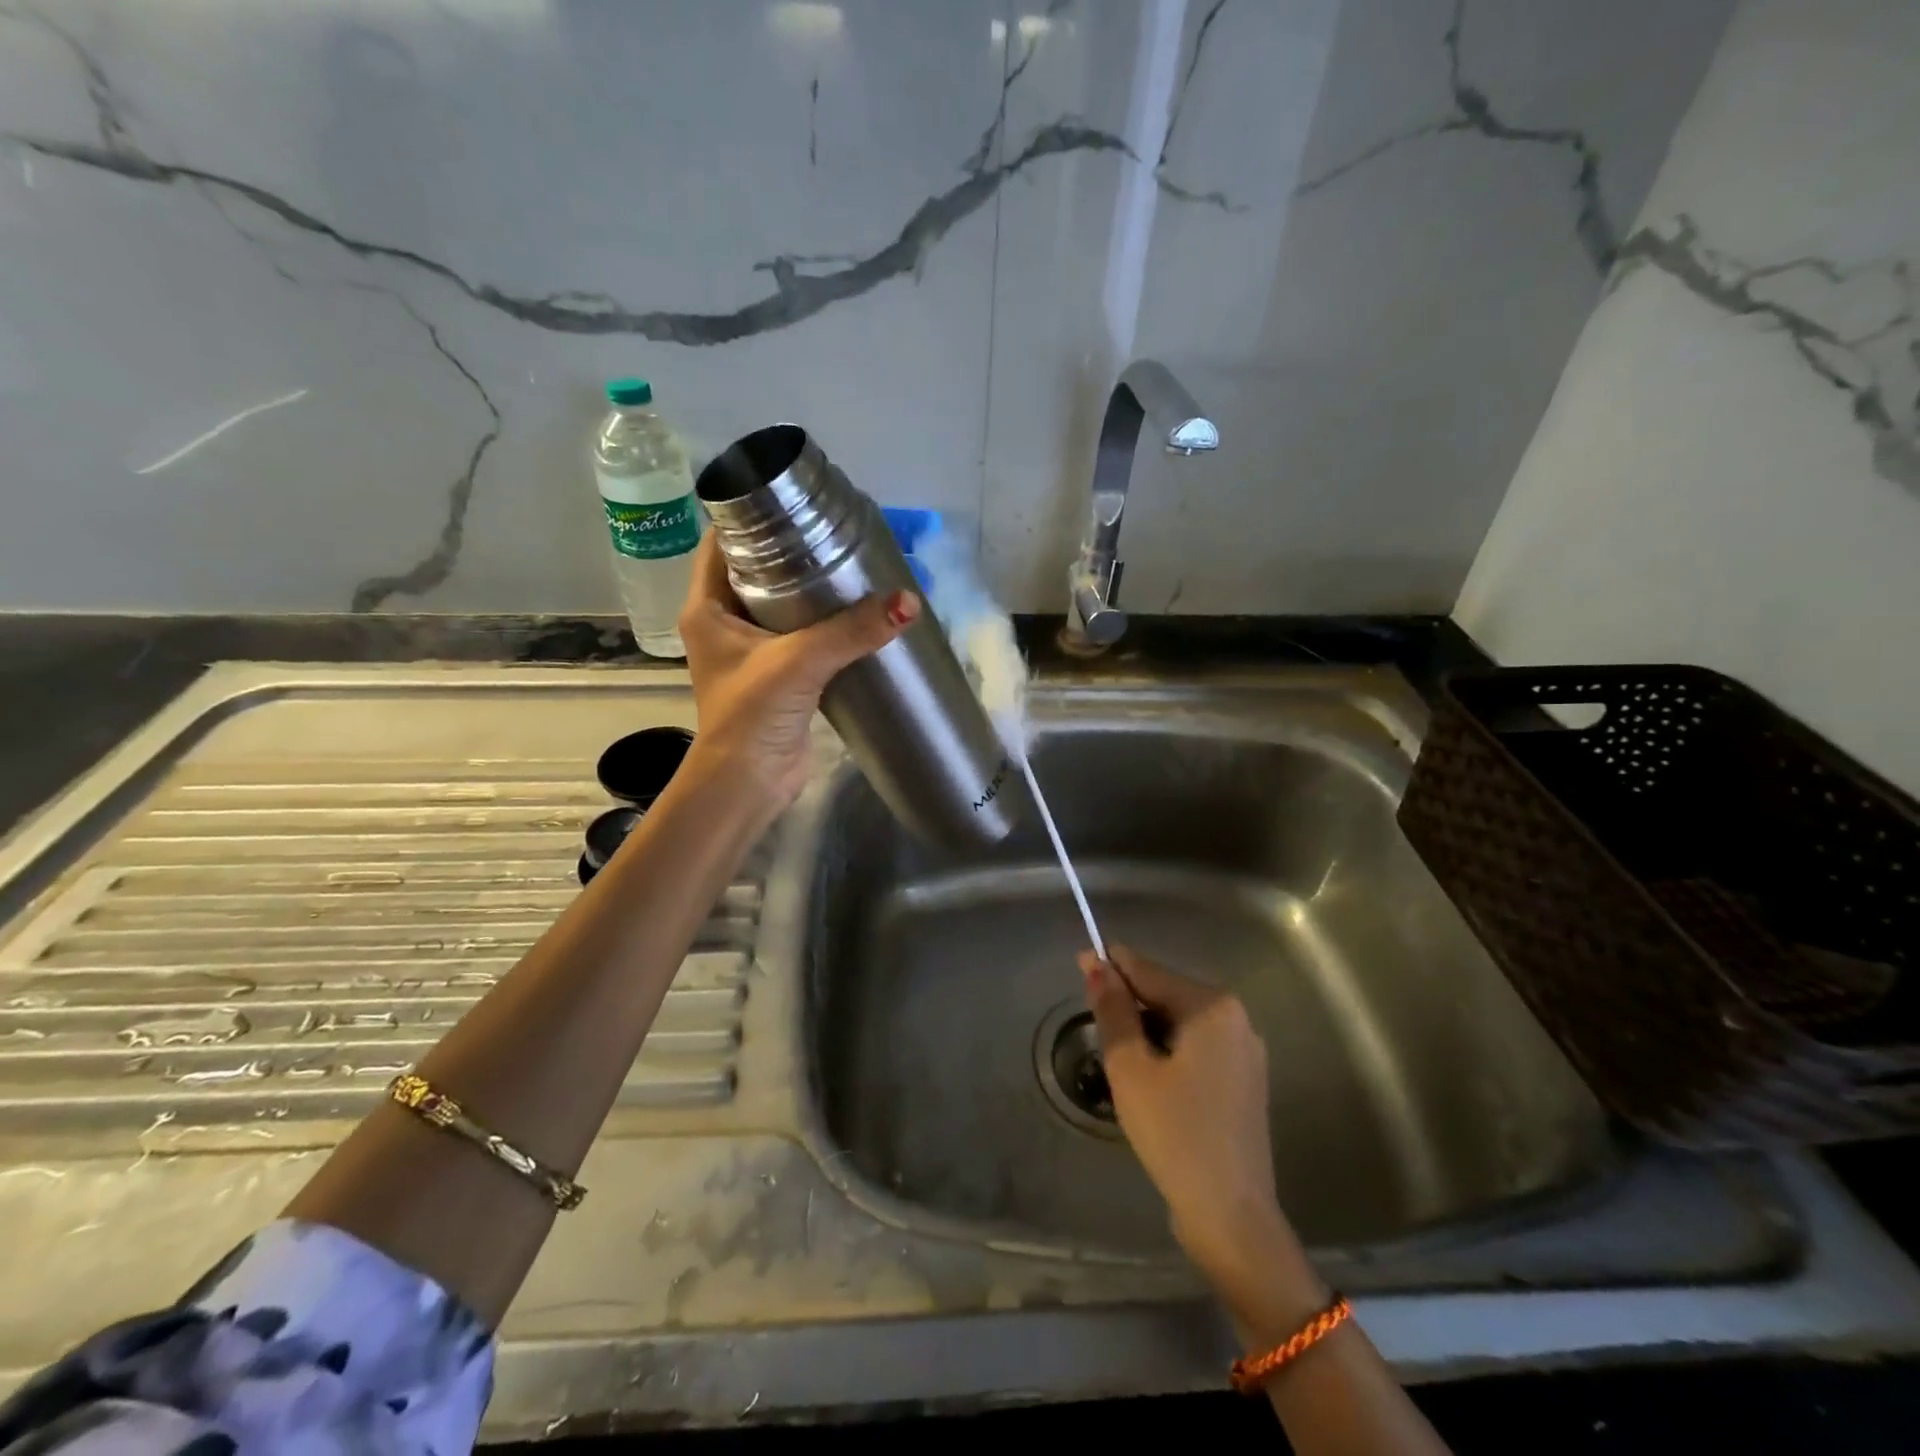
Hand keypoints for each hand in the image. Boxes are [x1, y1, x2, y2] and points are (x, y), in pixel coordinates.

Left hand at [677, 534, 917, 807]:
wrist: (748, 784)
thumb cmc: (752, 715)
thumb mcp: (799, 662)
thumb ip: (852, 631)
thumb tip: (909, 603)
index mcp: (707, 609)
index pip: (721, 543)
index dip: (750, 516)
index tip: (793, 499)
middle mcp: (724, 624)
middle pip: (755, 570)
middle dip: (792, 550)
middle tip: (835, 530)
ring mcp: (751, 652)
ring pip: (782, 605)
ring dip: (811, 589)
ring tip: (851, 564)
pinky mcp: (777, 676)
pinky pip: (801, 636)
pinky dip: (824, 624)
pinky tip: (856, 612)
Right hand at [1080, 944, 1322, 1324]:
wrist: (1231, 1216)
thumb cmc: (1174, 1133)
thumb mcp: (1131, 1067)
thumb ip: (1113, 1010)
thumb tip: (1097, 965)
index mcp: (1212, 1007)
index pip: (1150, 972)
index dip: (1111, 966)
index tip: (1079, 960)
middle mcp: (1236, 1019)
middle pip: (1168, 994)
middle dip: (1130, 1003)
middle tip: (1095, 1024)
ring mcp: (1245, 1052)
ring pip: (1181, 1023)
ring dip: (1147, 1030)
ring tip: (1119, 1058)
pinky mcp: (1244, 1081)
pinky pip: (1197, 1047)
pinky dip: (1168, 1051)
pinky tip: (1149, 1078)